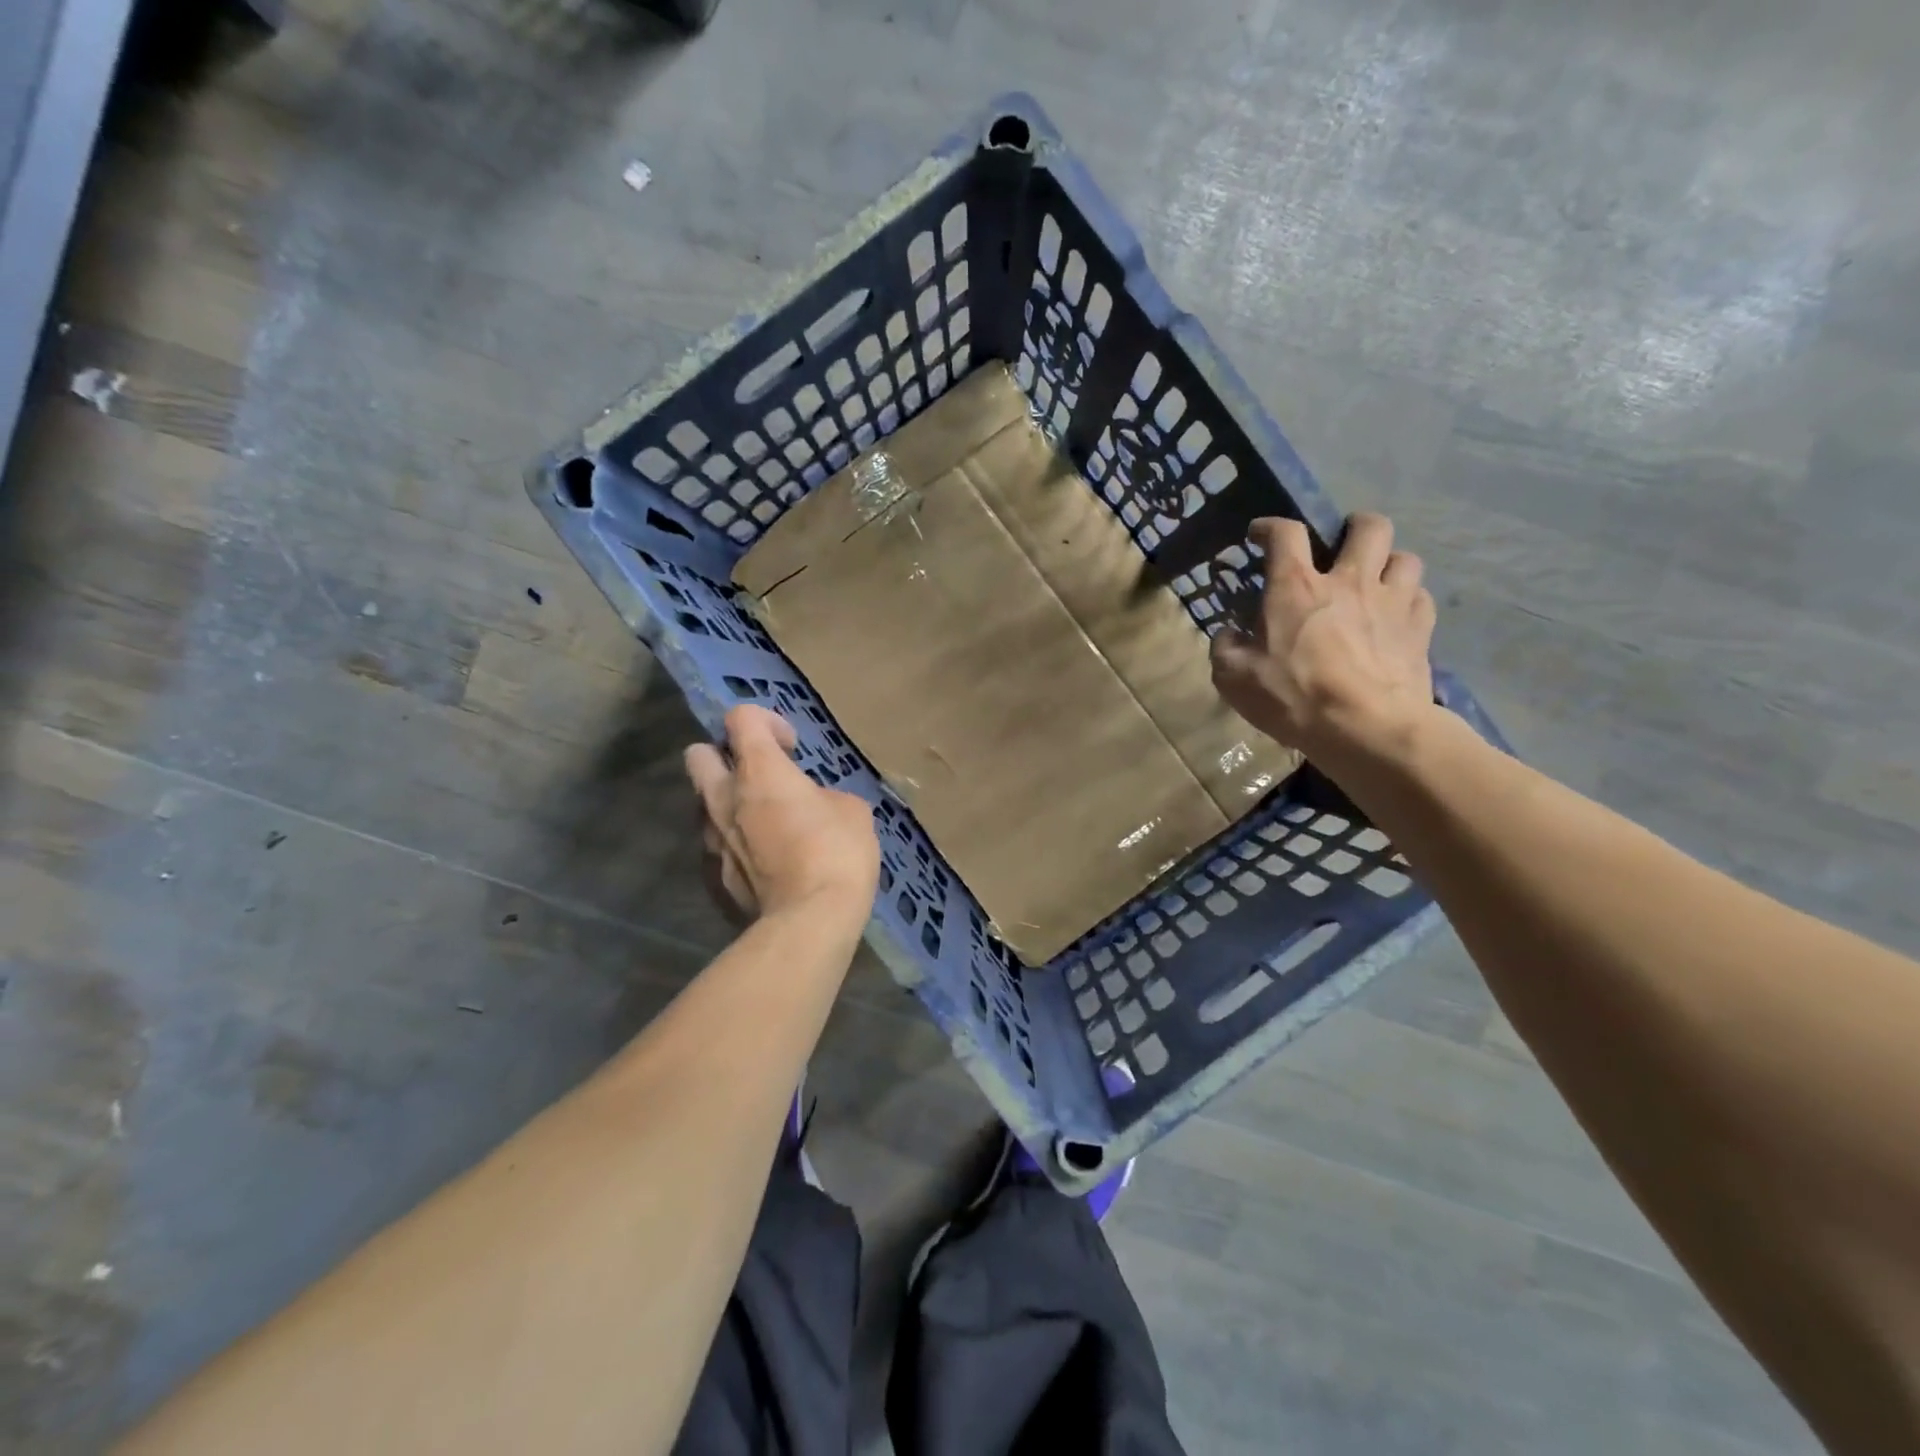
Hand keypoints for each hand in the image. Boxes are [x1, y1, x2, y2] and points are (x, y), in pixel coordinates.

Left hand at [684, 705, 880, 921]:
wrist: (809, 922)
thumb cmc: (837, 853)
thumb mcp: (851, 810)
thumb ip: (821, 794)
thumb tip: (811, 803)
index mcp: (759, 771)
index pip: (740, 717)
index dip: (765, 721)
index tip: (790, 747)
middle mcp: (723, 798)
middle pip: (698, 753)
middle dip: (724, 756)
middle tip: (758, 777)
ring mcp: (710, 840)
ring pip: (703, 804)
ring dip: (728, 804)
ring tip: (763, 826)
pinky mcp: (710, 877)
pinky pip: (714, 847)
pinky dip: (733, 846)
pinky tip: (762, 865)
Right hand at [1210, 512, 1436, 769]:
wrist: (1366, 728)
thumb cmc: (1293, 697)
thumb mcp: (1233, 678)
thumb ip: (1225, 648)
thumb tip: (1229, 634)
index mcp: (1296, 587)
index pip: (1285, 534)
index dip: (1270, 526)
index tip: (1260, 534)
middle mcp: (1349, 581)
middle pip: (1369, 527)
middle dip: (1354, 526)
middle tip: (1341, 544)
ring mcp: (1392, 603)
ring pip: (1405, 557)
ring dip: (1389, 562)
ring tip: (1375, 580)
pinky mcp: (1420, 630)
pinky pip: (1421, 597)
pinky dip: (1409, 600)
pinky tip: (1396, 616)